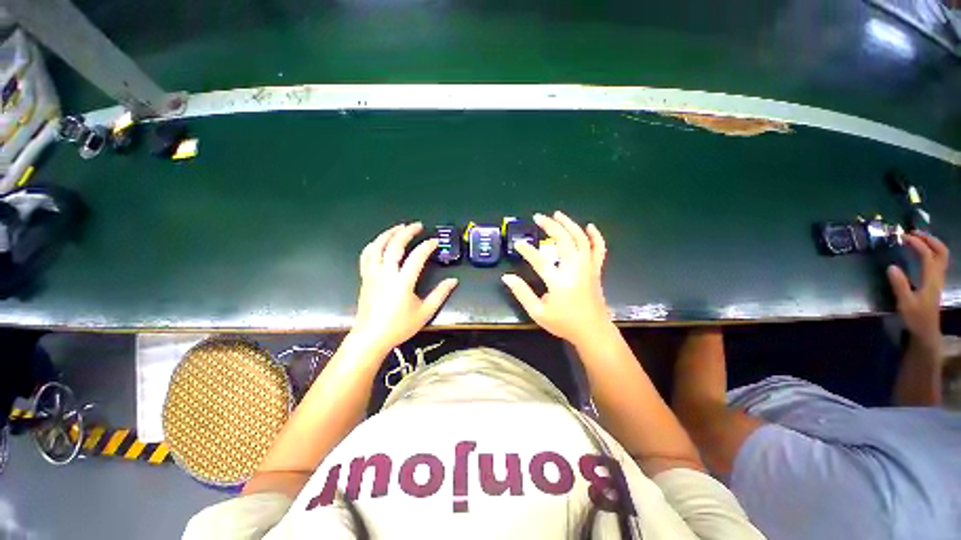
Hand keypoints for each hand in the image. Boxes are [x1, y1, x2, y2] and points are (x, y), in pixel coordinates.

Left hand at [353, 223, 457, 353]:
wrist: (370, 338)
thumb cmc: (399, 326)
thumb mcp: (425, 312)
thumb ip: (440, 294)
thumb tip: (453, 280)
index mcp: (402, 282)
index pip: (416, 257)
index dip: (427, 246)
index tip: (435, 241)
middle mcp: (385, 273)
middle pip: (394, 245)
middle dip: (407, 232)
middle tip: (417, 226)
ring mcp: (372, 274)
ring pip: (377, 246)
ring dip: (388, 233)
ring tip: (399, 227)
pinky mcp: (365, 277)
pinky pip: (366, 255)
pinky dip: (374, 245)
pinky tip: (380, 242)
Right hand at [501, 211, 611, 345]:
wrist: (593, 331)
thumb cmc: (564, 323)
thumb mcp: (538, 312)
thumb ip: (522, 293)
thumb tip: (507, 277)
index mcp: (559, 282)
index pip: (540, 260)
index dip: (527, 251)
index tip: (518, 244)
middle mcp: (575, 270)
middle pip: (564, 241)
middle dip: (551, 226)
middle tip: (538, 217)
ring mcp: (588, 268)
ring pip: (581, 240)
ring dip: (569, 224)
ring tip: (557, 214)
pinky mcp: (596, 270)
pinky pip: (599, 250)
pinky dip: (596, 236)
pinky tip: (589, 226)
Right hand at [887, 232, 949, 349]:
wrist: (926, 331)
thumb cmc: (915, 318)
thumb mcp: (905, 303)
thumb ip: (899, 285)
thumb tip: (891, 266)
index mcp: (931, 278)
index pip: (927, 254)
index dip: (917, 243)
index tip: (903, 237)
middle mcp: (937, 275)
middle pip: (941, 251)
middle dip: (929, 239)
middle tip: (914, 233)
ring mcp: (937, 279)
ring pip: (941, 256)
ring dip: (931, 244)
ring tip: (917, 240)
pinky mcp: (935, 282)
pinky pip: (937, 262)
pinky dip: (931, 253)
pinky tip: (921, 254)